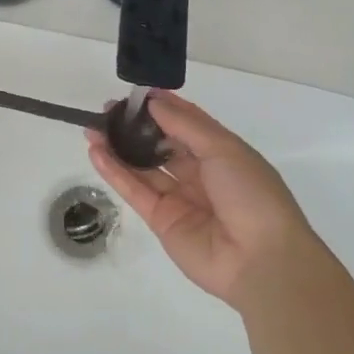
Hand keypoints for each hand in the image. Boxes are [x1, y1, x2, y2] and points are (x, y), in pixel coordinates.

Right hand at [88, 92, 315, 308]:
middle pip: (161, 144)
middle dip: (136, 126)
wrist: (261, 260)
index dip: (162, 107)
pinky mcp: (161, 221)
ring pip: (143, 167)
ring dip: (119, 148)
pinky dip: (115, 172)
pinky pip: (135, 191)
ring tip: (92, 128)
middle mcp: (200, 173)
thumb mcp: (223, 148)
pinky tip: (96, 152)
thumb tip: (154, 102)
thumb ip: (185, 124)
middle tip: (108, 110)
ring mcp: (179, 198)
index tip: (136, 93)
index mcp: (221, 153)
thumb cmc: (250, 193)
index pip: (186, 123)